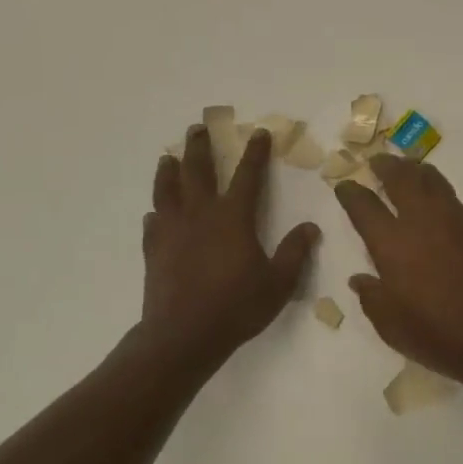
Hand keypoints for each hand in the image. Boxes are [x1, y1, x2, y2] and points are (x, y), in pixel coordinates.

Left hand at [141, 122, 320, 364]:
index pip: (247, 175)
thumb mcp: (278, 283)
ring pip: (167, 190)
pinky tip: (154, 213)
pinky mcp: (154, 250)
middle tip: (198, 127)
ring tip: (169, 157)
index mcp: (233, 217)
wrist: (184, 336)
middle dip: (200, 146)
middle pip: (198, 171)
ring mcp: (172, 231)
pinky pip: (152, 223)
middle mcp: (200, 215)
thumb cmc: (236, 307)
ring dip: (169, 170)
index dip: (255, 152)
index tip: (258, 132)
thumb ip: (295, 252)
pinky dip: (155, 213)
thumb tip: (310, 227)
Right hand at [335, 154, 462, 386]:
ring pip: (433, 180)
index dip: (351, 193)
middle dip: (386, 165)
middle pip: (401, 178)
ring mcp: (457, 218)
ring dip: (416, 171)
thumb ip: (372, 298)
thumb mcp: (392, 326)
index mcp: (393, 243)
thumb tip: (361, 279)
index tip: (345, 185)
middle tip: (378, 161)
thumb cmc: (440, 336)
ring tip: (409, 170)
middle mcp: (423, 220)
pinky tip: (442, 210)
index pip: (364, 206)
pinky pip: (456, 202)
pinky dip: (442, 198)